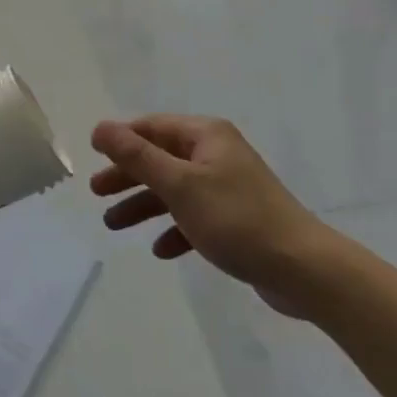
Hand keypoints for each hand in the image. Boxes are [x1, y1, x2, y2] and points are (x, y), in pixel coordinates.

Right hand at [91, 114, 341, 316]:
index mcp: (206, 136)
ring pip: (174, 190)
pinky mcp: (236, 220)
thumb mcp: (179, 184)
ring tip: (114, 225)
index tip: (92, 155)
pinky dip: (175, 229)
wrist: (303, 270)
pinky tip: (162, 250)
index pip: (152, 127)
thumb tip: (100, 127)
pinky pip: (195, 217)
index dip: (121, 139)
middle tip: (96, 192)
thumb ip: (137, 156)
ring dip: (144, 205)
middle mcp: (216, 154)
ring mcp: (228, 187)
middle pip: (160, 158)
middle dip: (127, 175)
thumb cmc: (235, 218)